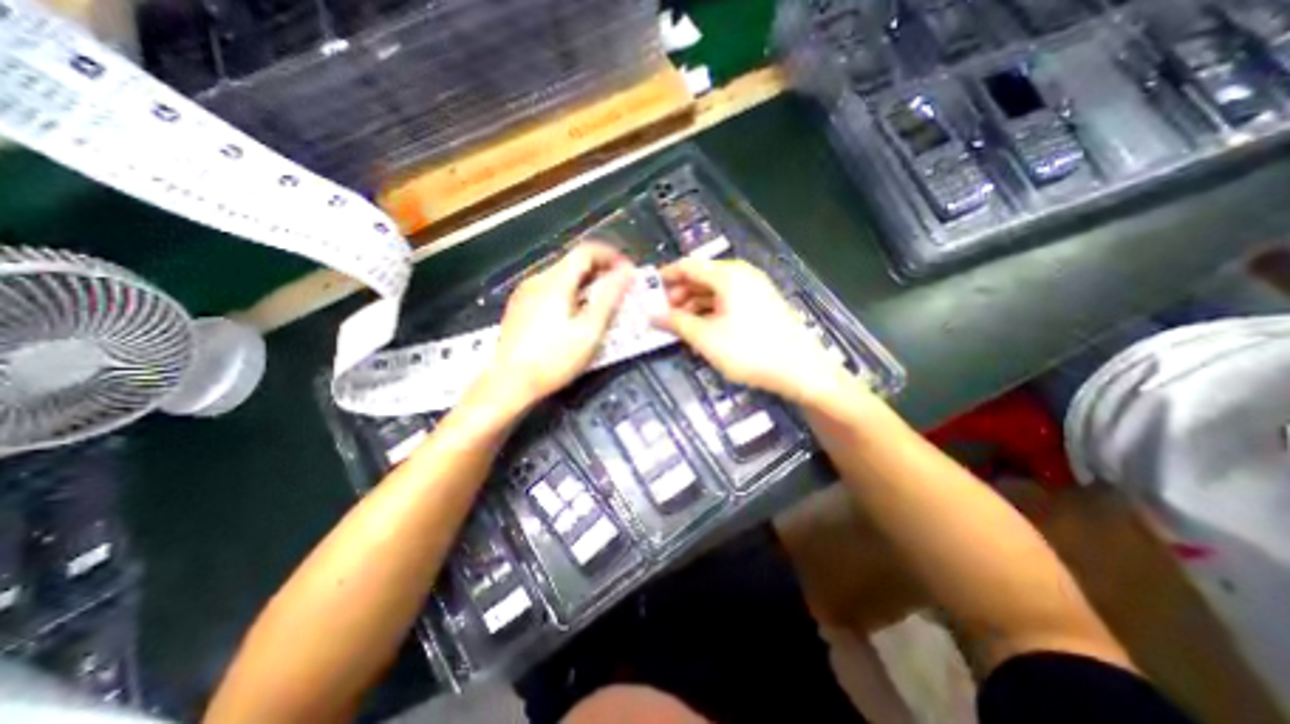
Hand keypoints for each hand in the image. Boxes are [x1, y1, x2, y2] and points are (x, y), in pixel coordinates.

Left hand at [472, 240, 636, 417]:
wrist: (508, 384)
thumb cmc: (553, 360)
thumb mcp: (589, 331)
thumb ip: (608, 299)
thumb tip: (625, 273)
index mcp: (555, 282)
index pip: (586, 251)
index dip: (611, 257)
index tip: (628, 273)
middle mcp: (537, 280)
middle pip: (573, 262)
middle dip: (600, 271)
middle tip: (619, 291)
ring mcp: (524, 293)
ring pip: (561, 276)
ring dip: (586, 283)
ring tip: (601, 304)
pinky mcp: (519, 307)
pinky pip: (550, 289)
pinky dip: (569, 293)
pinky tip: (575, 315)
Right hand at [657, 258, 853, 408]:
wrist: (799, 369)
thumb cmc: (748, 350)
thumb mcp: (705, 338)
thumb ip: (676, 323)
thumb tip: (652, 314)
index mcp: (727, 275)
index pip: (687, 266)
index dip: (665, 278)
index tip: (648, 293)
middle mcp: (741, 275)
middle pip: (701, 277)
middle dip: (679, 294)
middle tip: (663, 315)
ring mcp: (754, 288)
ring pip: (714, 290)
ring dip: (693, 304)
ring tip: (679, 325)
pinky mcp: (761, 304)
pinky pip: (728, 300)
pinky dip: (710, 311)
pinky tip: (702, 328)